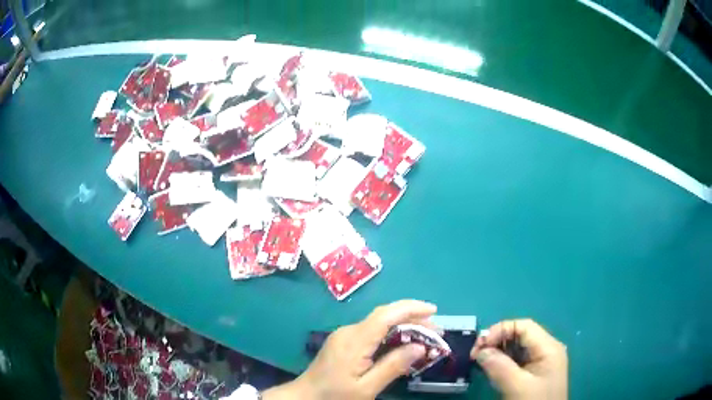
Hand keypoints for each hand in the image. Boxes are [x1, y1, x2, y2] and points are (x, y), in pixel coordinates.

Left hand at [263, 300, 436, 399]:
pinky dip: (391, 334)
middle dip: (413, 319)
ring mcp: (345, 335)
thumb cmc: (335, 395)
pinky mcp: (344, 341)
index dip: (411, 308)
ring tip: (425, 338)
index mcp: (355, 341)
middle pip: (385, 316)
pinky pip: (372, 332)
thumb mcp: (367, 388)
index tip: (433, 311)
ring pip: (379, 323)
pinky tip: (402, 345)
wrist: (304, 396)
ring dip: (404, 327)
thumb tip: (420, 346)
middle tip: (437, 332)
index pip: (386, 314)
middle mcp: (349, 331)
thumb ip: (393, 367)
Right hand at [471, 319, 567, 399]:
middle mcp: (546, 349)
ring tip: (481, 363)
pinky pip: (517, 361)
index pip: (523, 326)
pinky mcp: (535, 373)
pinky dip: (503, 362)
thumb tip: (480, 352)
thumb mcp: (517, 386)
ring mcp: (542, 362)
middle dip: (497, 341)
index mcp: (548, 347)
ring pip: (517, 348)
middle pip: (520, 335)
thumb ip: (499, 367)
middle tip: (476, 356)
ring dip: (498, 352)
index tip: (479, 347)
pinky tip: (492, 370)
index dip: (500, 330)